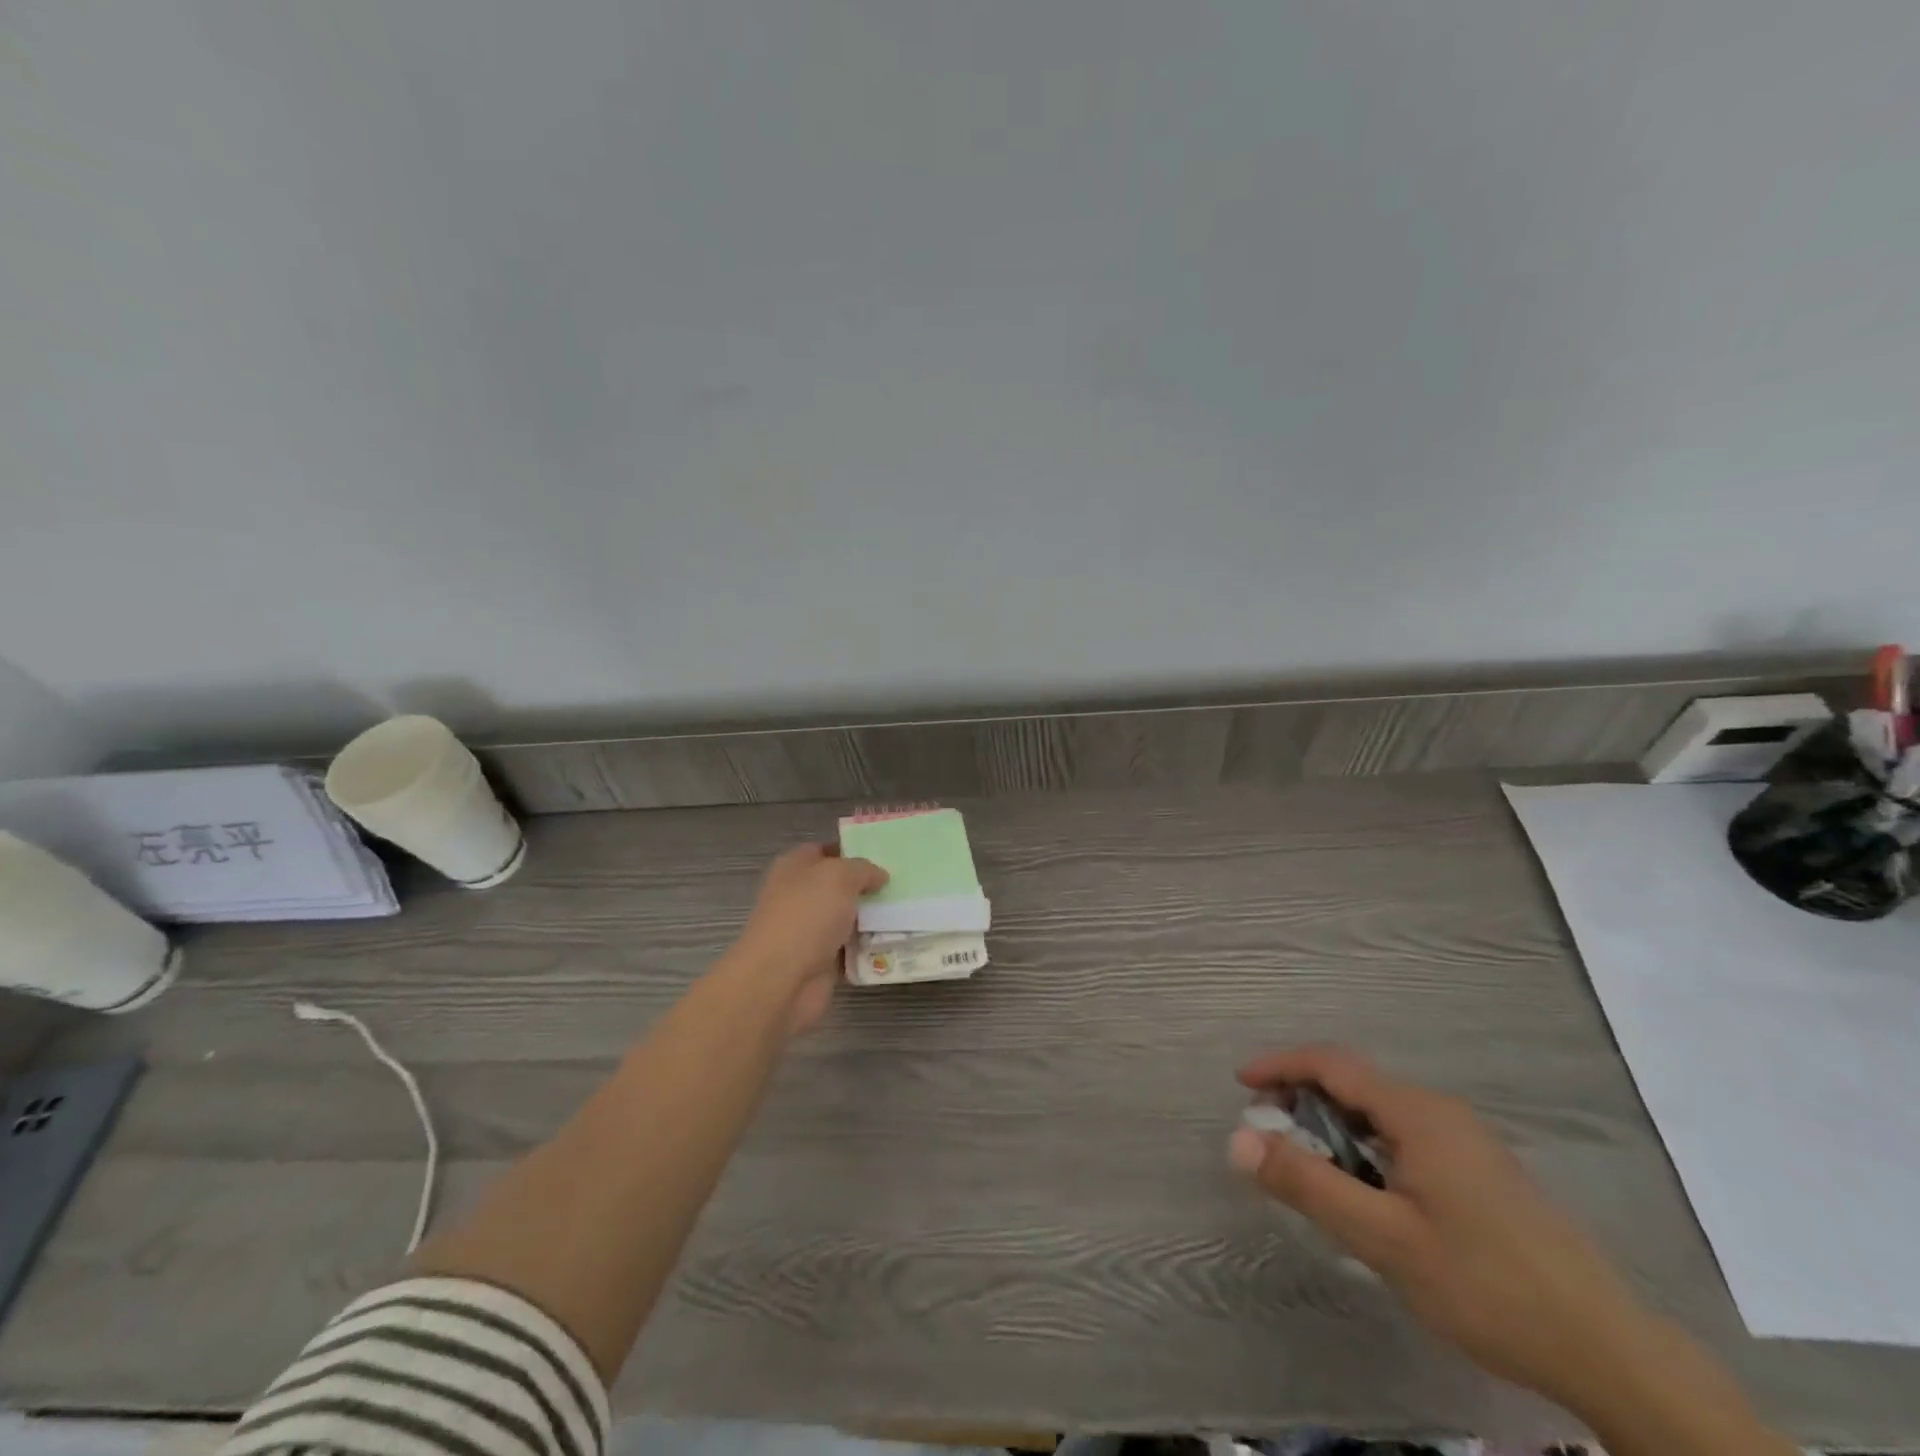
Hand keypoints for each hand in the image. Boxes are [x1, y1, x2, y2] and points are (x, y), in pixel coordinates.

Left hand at [724, 843, 886, 1032]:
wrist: (781, 980)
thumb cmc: (806, 916)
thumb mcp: (839, 876)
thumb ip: (863, 869)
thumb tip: (878, 876)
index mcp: (795, 868)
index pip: (825, 851)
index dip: (852, 850)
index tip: (885, 855)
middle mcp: (799, 896)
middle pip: (839, 886)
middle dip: (868, 886)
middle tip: (903, 883)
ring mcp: (809, 930)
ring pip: (847, 918)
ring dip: (872, 918)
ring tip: (908, 910)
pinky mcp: (820, 961)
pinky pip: (851, 949)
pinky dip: (869, 948)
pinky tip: (897, 941)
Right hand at [1229, 1045, 1650, 1408]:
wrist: (1609, 1350)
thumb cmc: (1486, 1285)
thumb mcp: (1383, 1239)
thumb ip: (1308, 1185)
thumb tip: (1238, 1140)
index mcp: (1417, 1112)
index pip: (1331, 1063)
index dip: (1280, 1065)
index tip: (1240, 1084)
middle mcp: (1440, 1111)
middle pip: (1354, 1083)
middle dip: (1302, 1098)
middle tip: (1270, 1139)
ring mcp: (1465, 1139)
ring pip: (1379, 1113)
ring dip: (1334, 1127)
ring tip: (1311, 1170)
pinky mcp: (1480, 1170)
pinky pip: (1404, 1136)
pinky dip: (1365, 1146)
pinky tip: (1367, 1193)